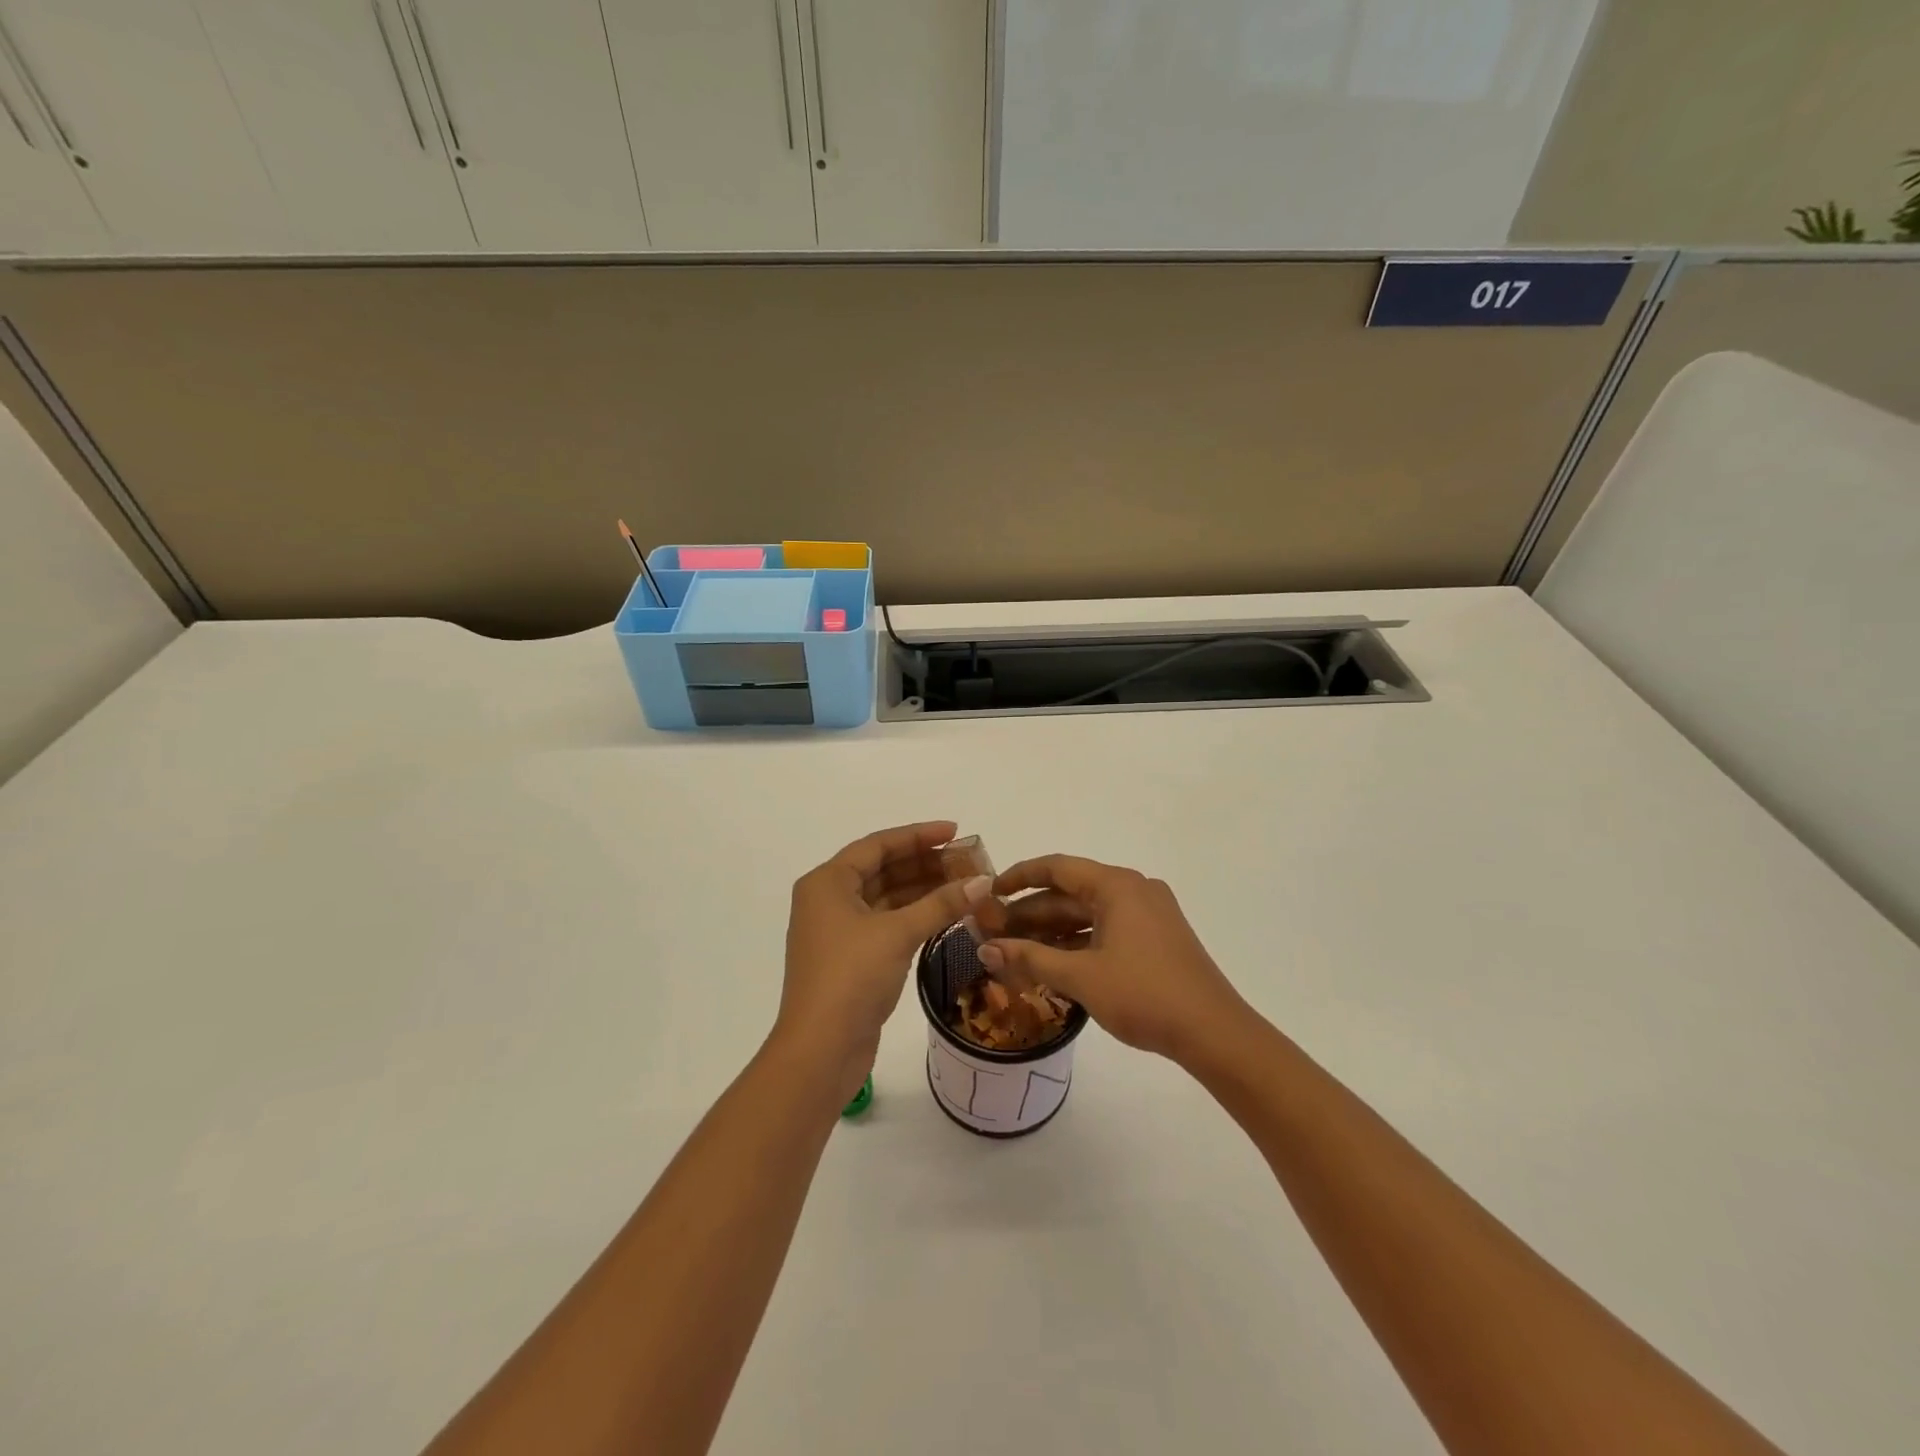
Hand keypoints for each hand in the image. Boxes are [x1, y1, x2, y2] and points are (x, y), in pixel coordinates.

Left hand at [779, 821, 992, 1098]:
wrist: (820, 1050)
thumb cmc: (851, 978)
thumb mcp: (898, 934)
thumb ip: (941, 904)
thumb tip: (982, 881)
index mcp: (828, 882)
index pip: (878, 845)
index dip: (918, 836)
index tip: (956, 831)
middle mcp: (829, 899)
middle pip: (883, 869)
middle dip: (925, 864)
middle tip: (968, 862)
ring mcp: (839, 931)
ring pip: (887, 898)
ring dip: (923, 891)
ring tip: (965, 885)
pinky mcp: (852, 958)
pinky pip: (888, 923)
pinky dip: (915, 916)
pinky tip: (947, 914)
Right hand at [977, 855, 1249, 1064]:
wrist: (1213, 1032)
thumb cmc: (1144, 995)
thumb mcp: (1080, 976)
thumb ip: (1030, 958)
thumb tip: (984, 949)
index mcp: (1116, 885)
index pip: (1056, 868)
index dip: (1018, 877)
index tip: (988, 893)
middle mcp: (1132, 890)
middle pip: (1070, 893)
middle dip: (1030, 913)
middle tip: (992, 932)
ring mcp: (1147, 914)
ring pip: (1087, 914)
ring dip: (1051, 931)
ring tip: (1013, 950)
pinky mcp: (1154, 938)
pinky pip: (1105, 930)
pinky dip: (1076, 943)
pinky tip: (1051, 963)